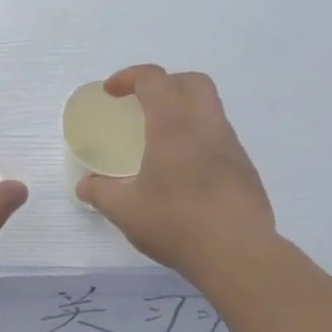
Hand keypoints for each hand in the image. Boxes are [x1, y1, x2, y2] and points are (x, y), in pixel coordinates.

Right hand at [76, 66, 274, 283]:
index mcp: (174, 126)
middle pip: (192, 82)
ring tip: (163, 142)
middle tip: (144, 105)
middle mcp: (206, 126)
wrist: (238, 254)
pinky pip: (220, 138)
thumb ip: (101, 193)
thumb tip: (86, 185)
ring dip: (185, 111)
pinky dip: (200, 139)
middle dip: (165, 83)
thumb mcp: (126, 211)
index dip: (129, 77)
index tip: (112, 93)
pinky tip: (187, 173)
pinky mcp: (246, 169)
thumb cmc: (177, 223)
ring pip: (211, 109)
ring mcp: (231, 146)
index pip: (154, 80)